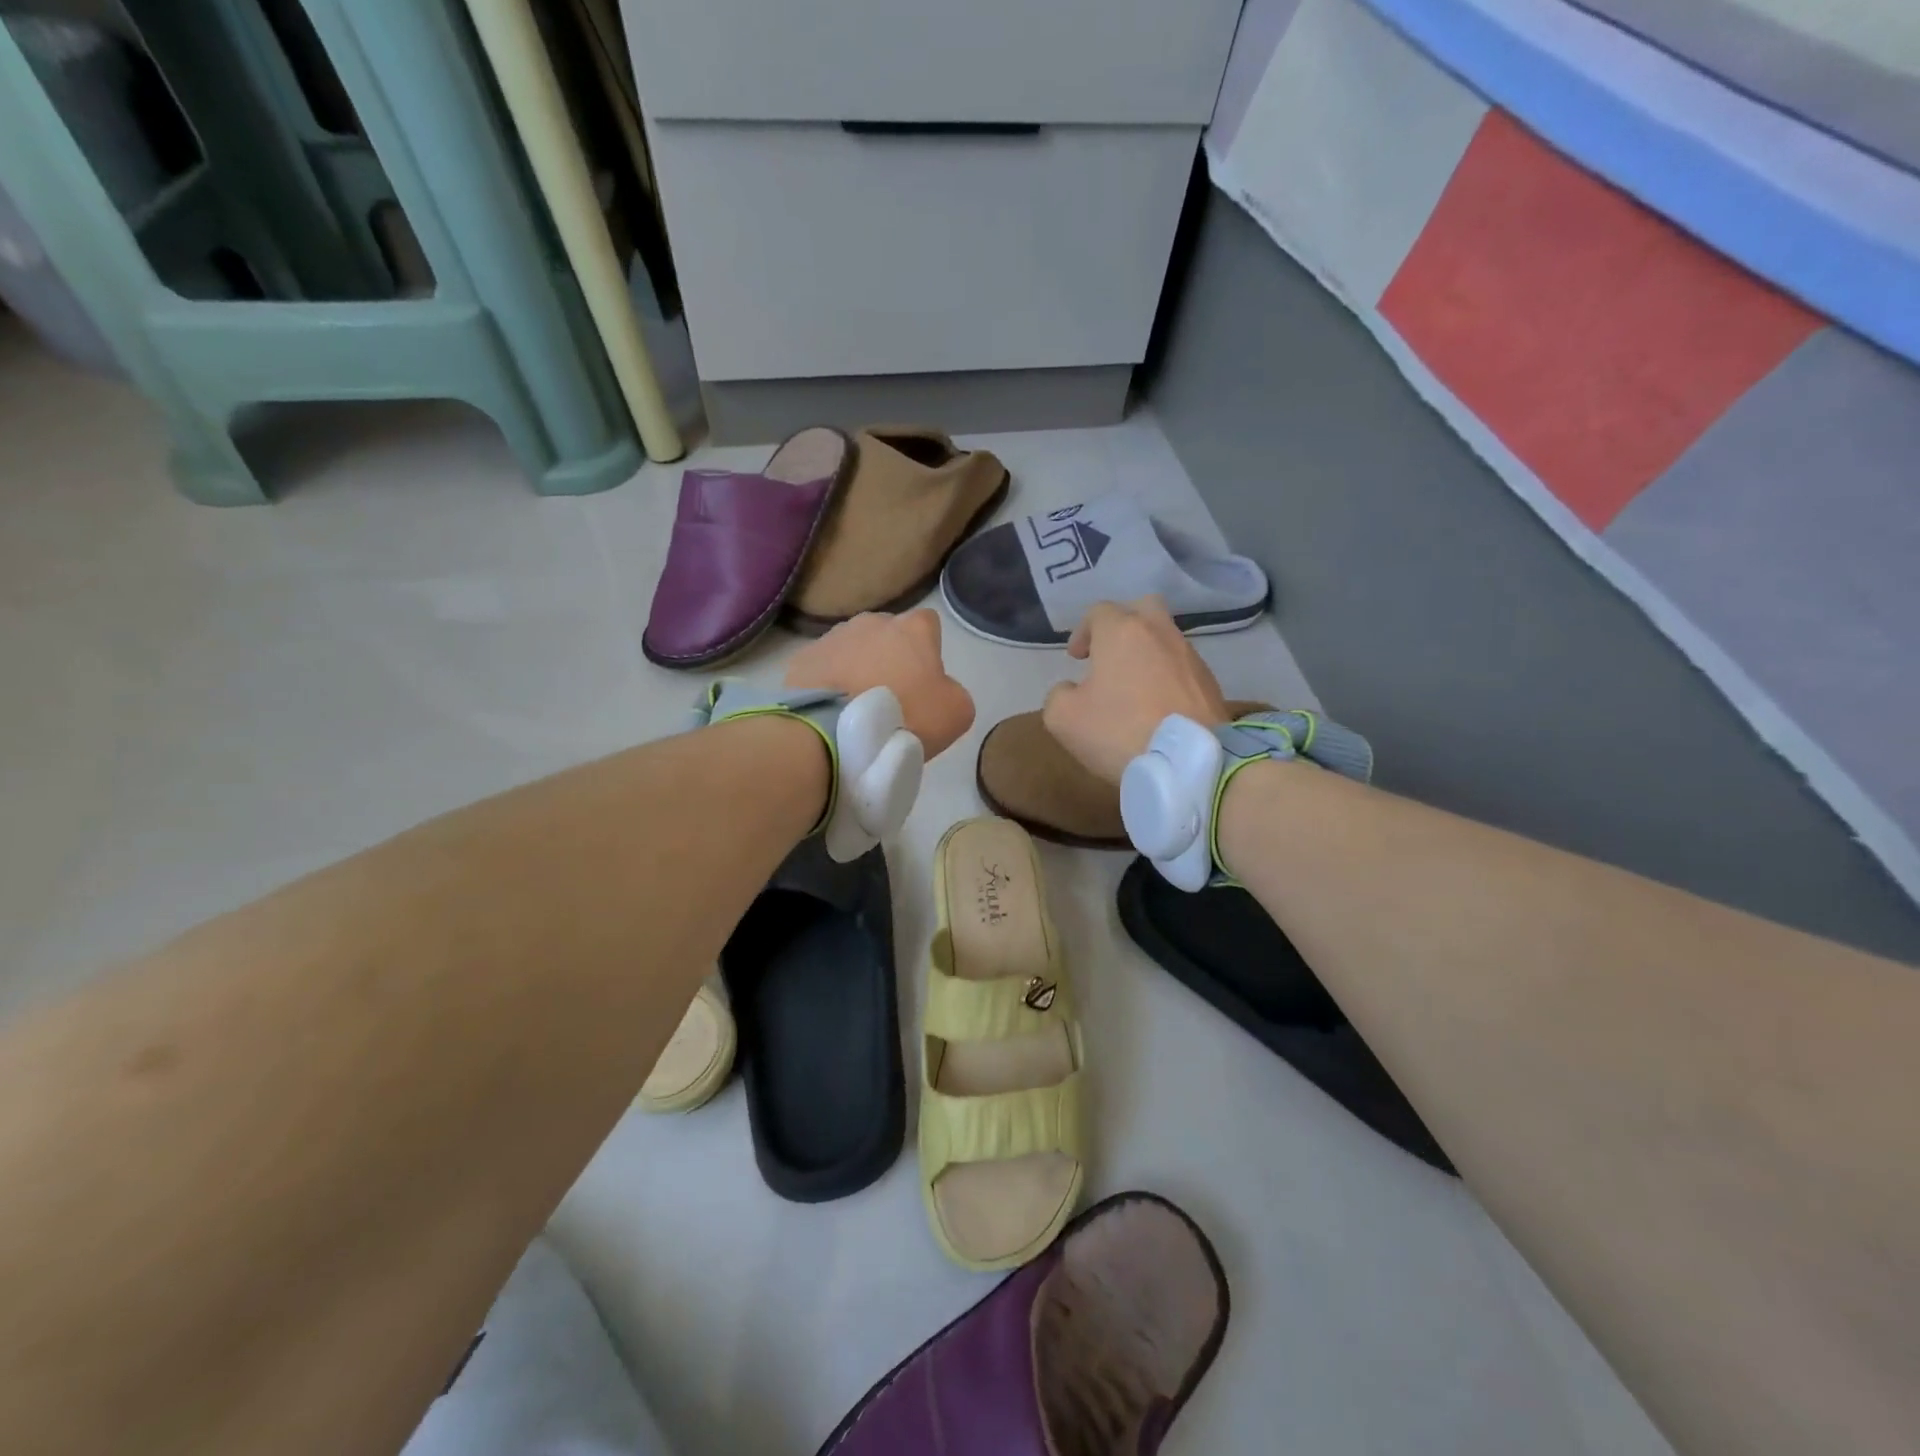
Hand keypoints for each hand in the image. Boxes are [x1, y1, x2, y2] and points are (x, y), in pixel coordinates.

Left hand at [785, 609, 974, 758]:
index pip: (928, 625)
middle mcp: (872, 622)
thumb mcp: (956, 713)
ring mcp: (833, 637)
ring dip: (857, 669)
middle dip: (890, 658)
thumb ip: (953, 691)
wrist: (836, 734)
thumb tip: (938, 690)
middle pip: (888, 635)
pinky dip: (830, 684)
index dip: (929, 651)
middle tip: (891, 698)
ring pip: (853, 649)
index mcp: (912, 628)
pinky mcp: (804, 659)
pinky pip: (824, 668)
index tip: (924, 681)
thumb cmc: (905, 717)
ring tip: (857, 706)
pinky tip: (832, 711)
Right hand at [1043, 598, 1229, 783]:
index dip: (1082, 631)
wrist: (1188, 763)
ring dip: (1147, 654)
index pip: (1098, 612)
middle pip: (1142, 609)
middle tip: (1109, 654)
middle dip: (1123, 625)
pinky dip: (1167, 677)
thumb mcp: (1063, 718)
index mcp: (1122, 632)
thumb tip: (1071, 690)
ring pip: (1165, 639)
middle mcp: (1160, 633)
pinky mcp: (1210, 683)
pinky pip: (1182, 667)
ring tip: (1133, 687)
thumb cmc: (1119, 731)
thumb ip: (1059, 695)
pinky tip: (1157, 706)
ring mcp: (1190, 656)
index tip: (1076, 658)